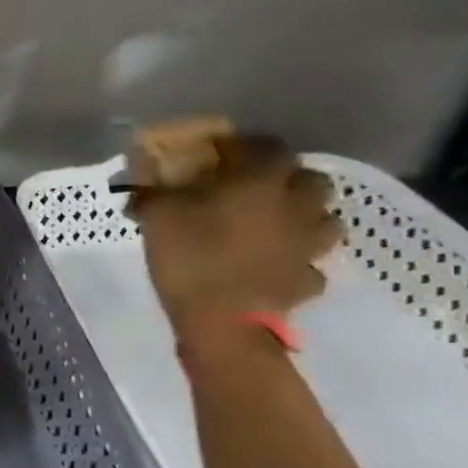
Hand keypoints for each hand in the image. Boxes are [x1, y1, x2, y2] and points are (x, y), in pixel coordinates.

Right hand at [126, 124, 341, 330]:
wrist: (220, 321)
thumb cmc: (189, 255)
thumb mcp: (156, 213)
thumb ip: (153, 188)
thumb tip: (142, 174)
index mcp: (262, 181)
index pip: (268, 147)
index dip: (246, 147)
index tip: (221, 155)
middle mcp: (297, 206)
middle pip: (311, 181)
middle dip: (287, 181)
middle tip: (255, 192)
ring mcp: (309, 246)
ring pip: (324, 221)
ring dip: (304, 218)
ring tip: (273, 227)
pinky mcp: (307, 281)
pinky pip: (310, 263)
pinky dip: (296, 262)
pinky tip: (273, 267)